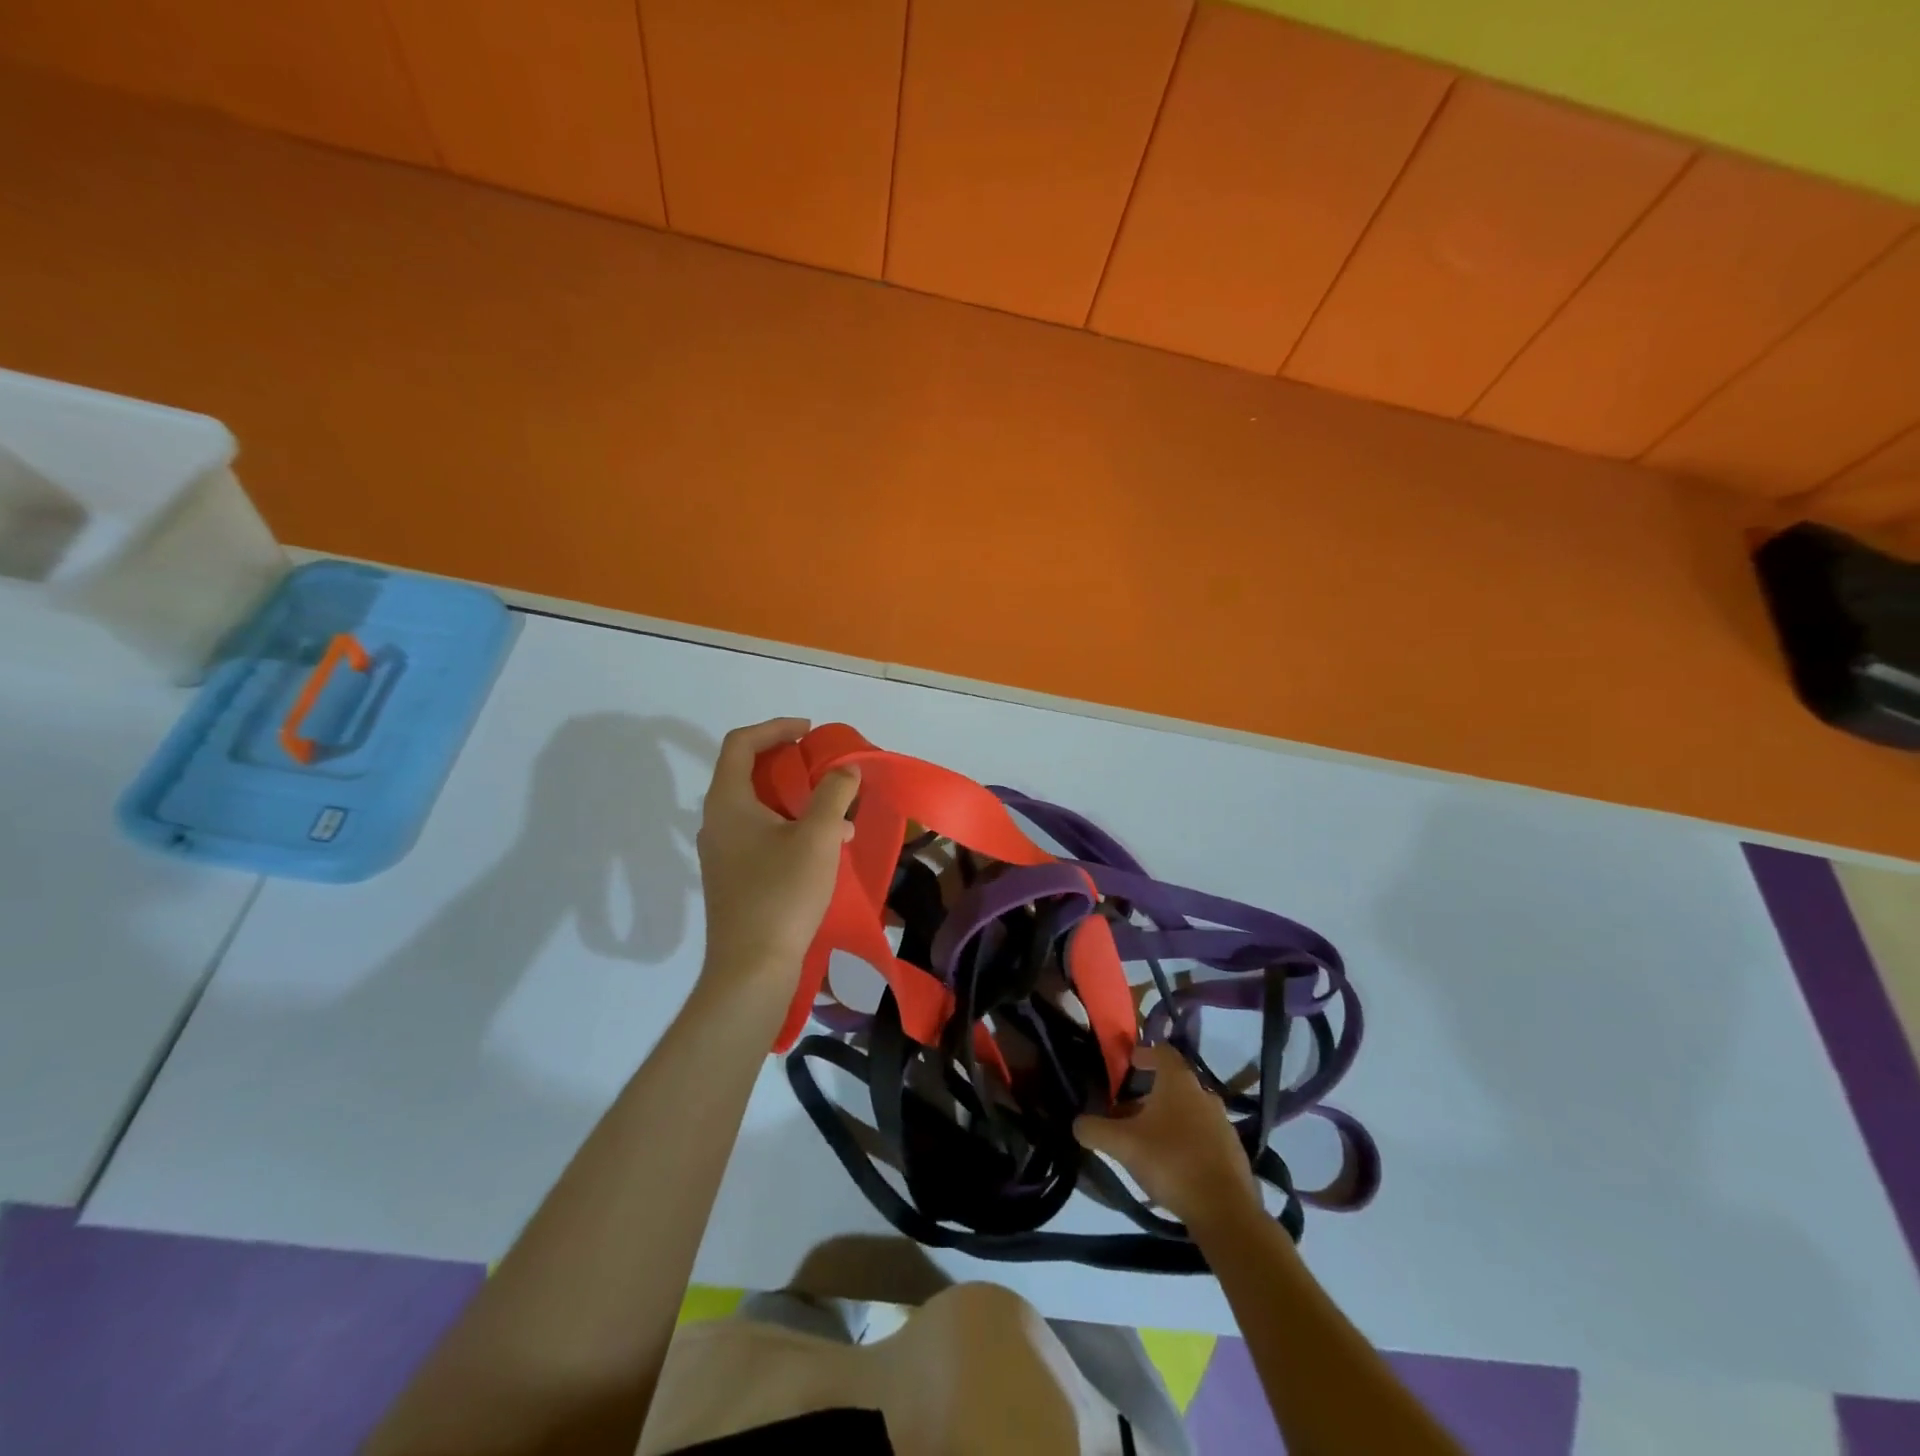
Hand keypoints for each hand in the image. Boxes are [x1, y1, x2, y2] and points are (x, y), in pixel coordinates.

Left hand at [695, 718, 858, 992]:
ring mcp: (722, 852)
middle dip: (789, 764)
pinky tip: (825, 849)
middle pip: (748, 774)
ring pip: (759, 808)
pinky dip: (791, 828)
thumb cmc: (782, 893)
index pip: (741, 744)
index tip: (810, 733)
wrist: (751, 968)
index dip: (776, 728)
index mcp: (728, 803)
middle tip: (822, 767)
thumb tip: (845, 770)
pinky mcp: (733, 878)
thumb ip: (833, 794)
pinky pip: (761, 836)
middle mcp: (717, 822)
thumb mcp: (817, 837)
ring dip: (796, 801)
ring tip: (836, 815)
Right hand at [1074, 1044, 1260, 1227]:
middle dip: (1147, 1096)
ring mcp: (1223, 1124)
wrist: (1225, 1211)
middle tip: (1124, 1114)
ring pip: (1187, 1113)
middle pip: (1172, 1086)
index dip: (1144, 1053)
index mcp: (1179, 1082)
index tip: (1129, 1063)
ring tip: (1144, 1143)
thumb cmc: (1171, 1162)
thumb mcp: (1122, 1144)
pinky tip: (1169, 1167)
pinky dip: (1184, 1142)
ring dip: (1166, 1121)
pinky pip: (1202, 1138)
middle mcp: (1204, 1095)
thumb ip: (1095, 1129)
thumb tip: (1077, 1123)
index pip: (1162, 1052)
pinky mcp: (1232, 1154)